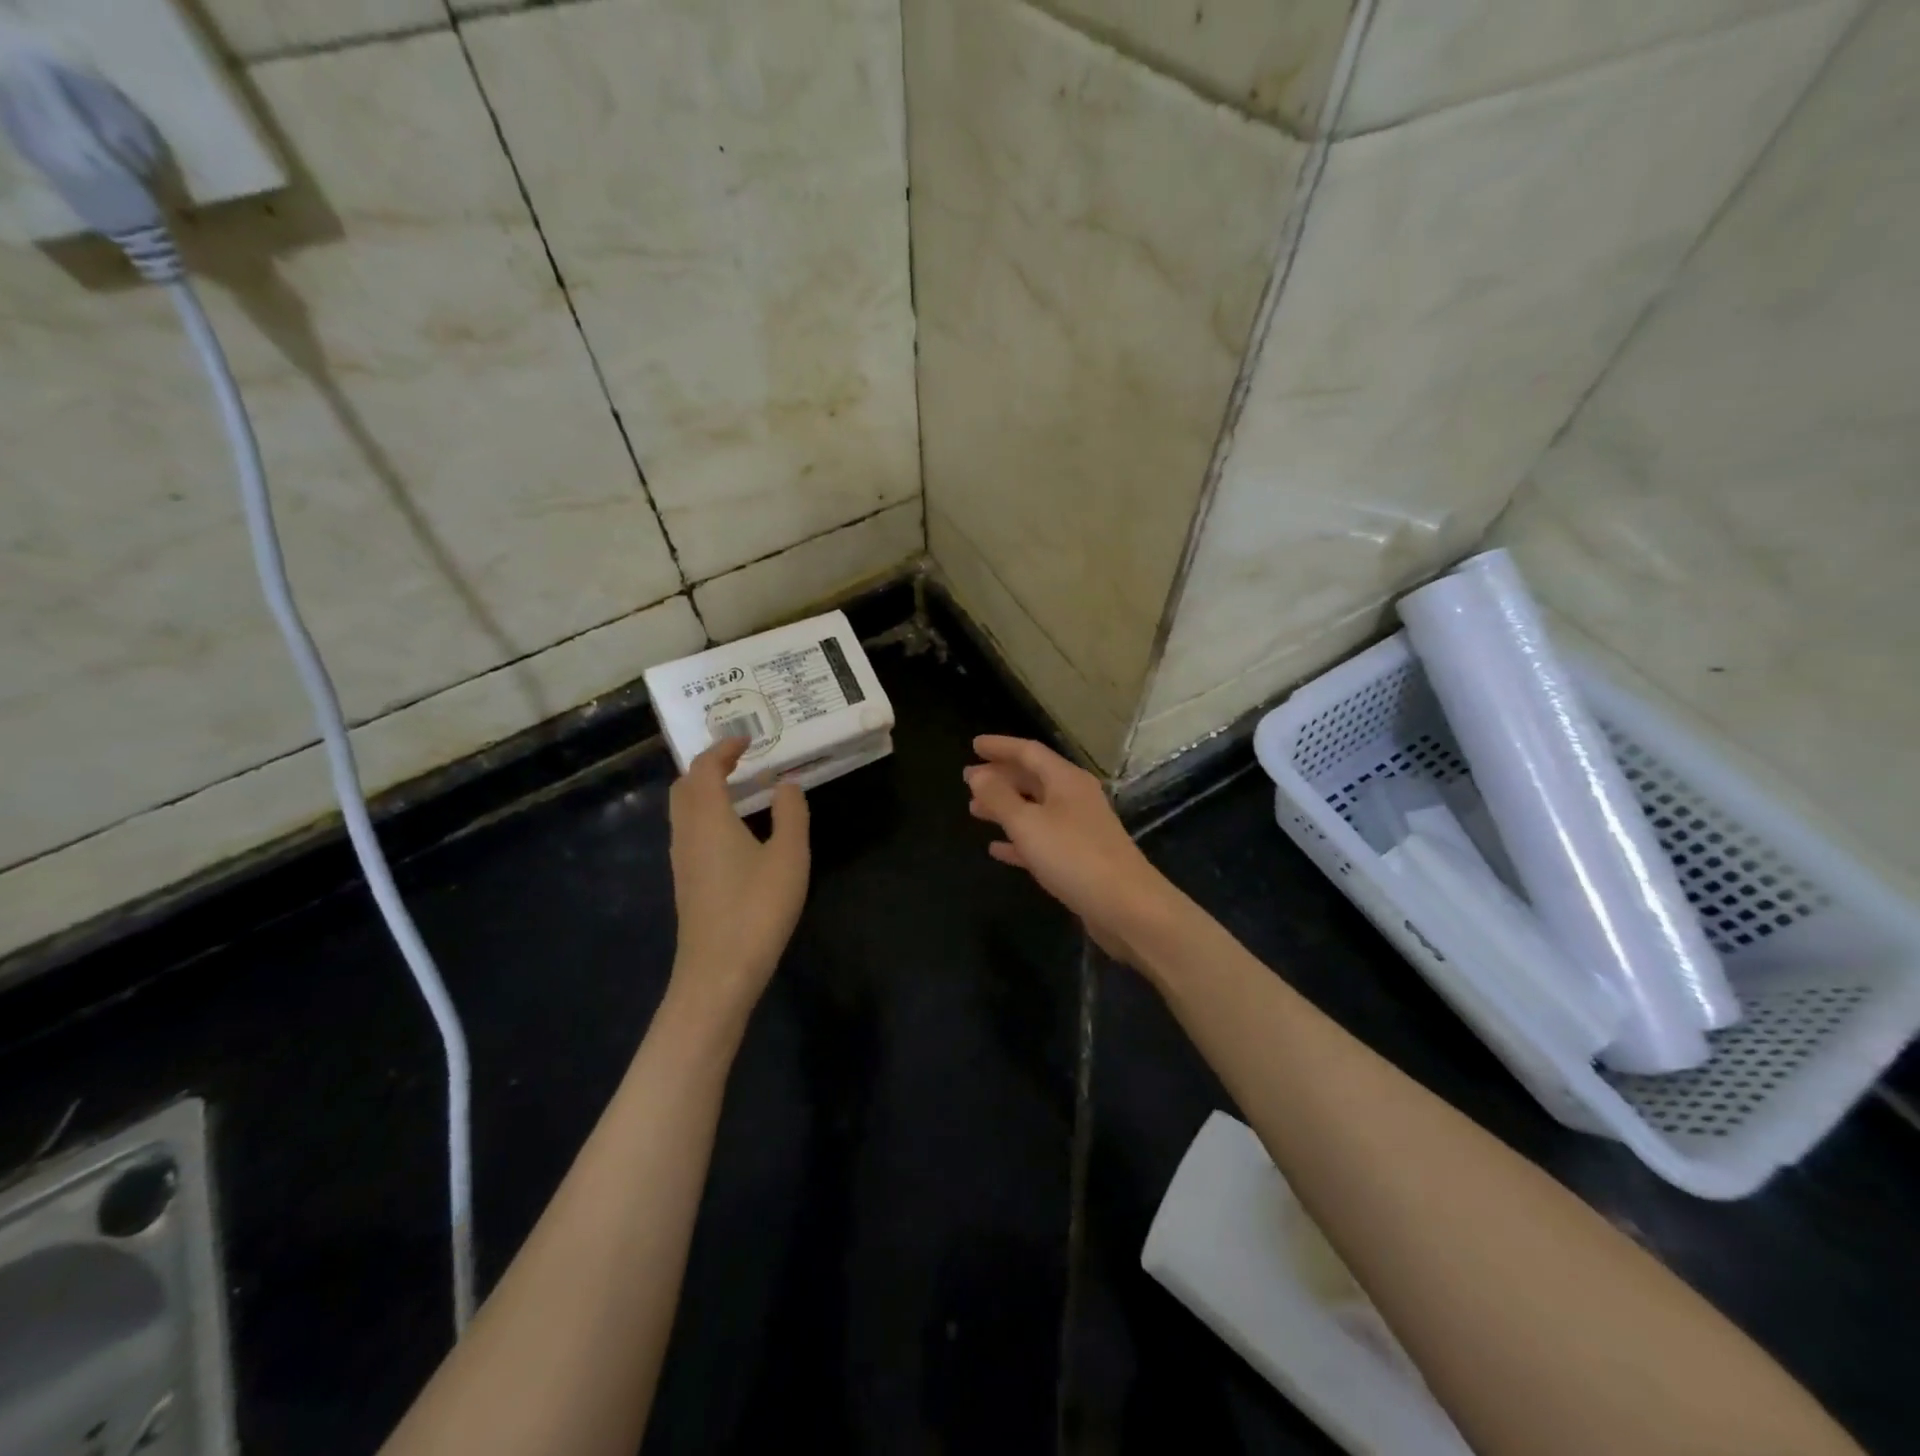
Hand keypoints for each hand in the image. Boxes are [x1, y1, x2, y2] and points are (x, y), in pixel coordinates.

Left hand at [667, 737, 809, 1020]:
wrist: (719, 972)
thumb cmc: (757, 908)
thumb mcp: (789, 856)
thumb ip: (791, 813)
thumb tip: (786, 784)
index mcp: (708, 817)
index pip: (704, 768)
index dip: (723, 748)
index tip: (748, 740)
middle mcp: (686, 832)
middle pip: (685, 786)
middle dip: (709, 766)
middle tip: (742, 761)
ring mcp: (682, 859)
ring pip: (684, 810)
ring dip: (706, 791)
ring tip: (742, 790)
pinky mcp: (686, 882)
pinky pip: (690, 831)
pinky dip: (707, 815)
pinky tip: (736, 831)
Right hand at [963, 736, 1179, 965]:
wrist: (1127, 907)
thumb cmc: (1074, 857)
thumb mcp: (1028, 824)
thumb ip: (999, 798)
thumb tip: (977, 775)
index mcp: (1066, 780)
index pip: (1029, 752)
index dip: (1000, 747)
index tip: (973, 745)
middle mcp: (1075, 798)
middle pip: (1033, 778)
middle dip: (1000, 777)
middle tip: (968, 779)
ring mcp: (1079, 828)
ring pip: (1035, 809)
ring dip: (1005, 807)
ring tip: (974, 810)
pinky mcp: (1079, 858)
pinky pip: (1042, 839)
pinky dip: (1018, 839)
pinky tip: (996, 848)